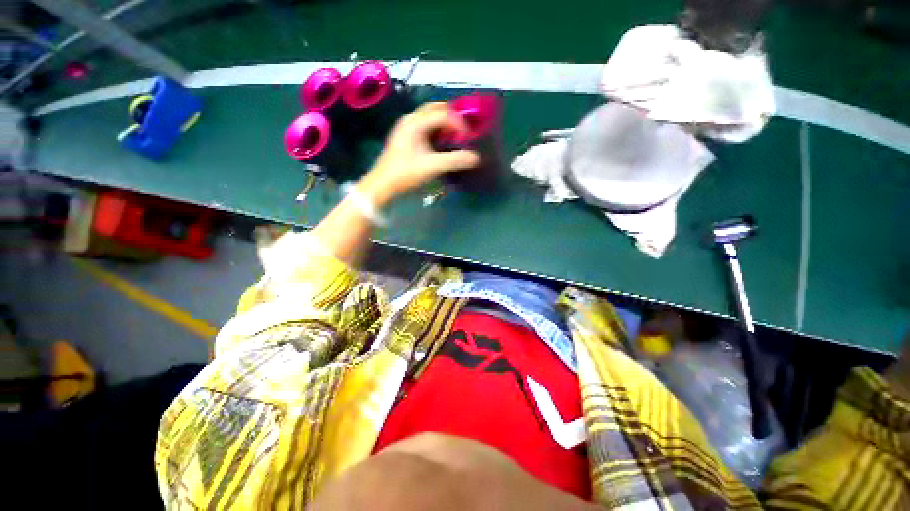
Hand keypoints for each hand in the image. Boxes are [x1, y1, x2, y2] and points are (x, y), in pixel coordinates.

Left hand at [359, 102, 480, 204]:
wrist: (382, 184)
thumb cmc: (406, 173)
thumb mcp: (433, 166)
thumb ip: (455, 160)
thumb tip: (476, 158)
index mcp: (416, 122)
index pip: (443, 113)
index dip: (459, 122)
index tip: (469, 137)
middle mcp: (410, 119)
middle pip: (436, 109)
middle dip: (453, 117)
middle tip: (465, 130)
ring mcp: (406, 127)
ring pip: (430, 117)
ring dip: (445, 124)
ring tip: (457, 136)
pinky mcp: (406, 137)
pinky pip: (425, 127)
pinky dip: (437, 131)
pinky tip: (443, 143)